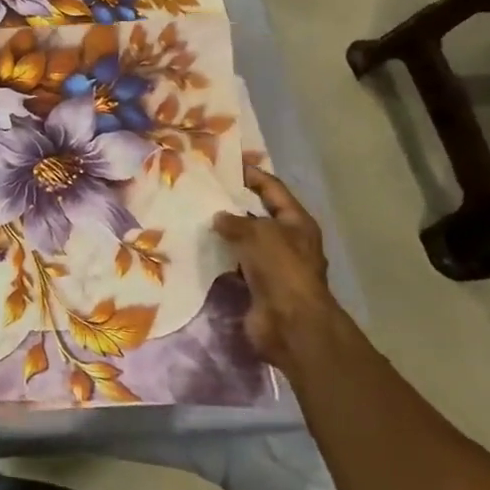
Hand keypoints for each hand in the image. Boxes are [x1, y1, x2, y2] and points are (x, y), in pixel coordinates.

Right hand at [214, 167, 340, 369]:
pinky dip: (219, 257)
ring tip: (193, 217)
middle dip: (232, 204)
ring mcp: (273, 265)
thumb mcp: (259, 233)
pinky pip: (234, 264)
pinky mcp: (257, 285)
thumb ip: (236, 220)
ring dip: (223, 232)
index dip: (252, 175)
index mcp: (297, 223)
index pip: (273, 189)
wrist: (290, 324)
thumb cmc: (281, 269)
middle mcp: (287, 241)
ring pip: (244, 240)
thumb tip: (219, 217)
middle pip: (257, 214)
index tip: (225, 165)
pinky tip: (197, 249)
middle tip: (202, 191)